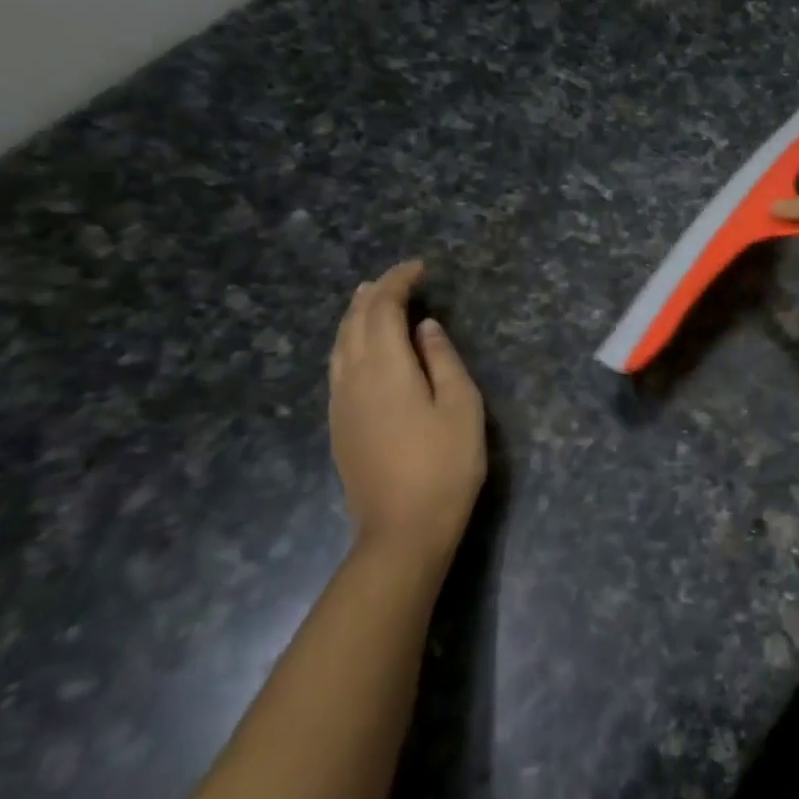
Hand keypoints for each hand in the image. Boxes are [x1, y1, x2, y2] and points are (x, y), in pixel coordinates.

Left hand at [329, 261, 485, 569]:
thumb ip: (442, 360)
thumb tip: (425, 327)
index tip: (419, 268)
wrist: (402, 530)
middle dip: (373, 294)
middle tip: (397, 279)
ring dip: (355, 317)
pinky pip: (337, 367)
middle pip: (353, 323)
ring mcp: (340, 404)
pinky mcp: (338, 426)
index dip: (398, 282)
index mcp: (385, 368)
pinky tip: (360, 348)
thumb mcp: (461, 406)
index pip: (382, 309)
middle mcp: (352, 378)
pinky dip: (349, 343)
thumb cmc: (444, 465)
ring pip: (339, 345)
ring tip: (371, 300)